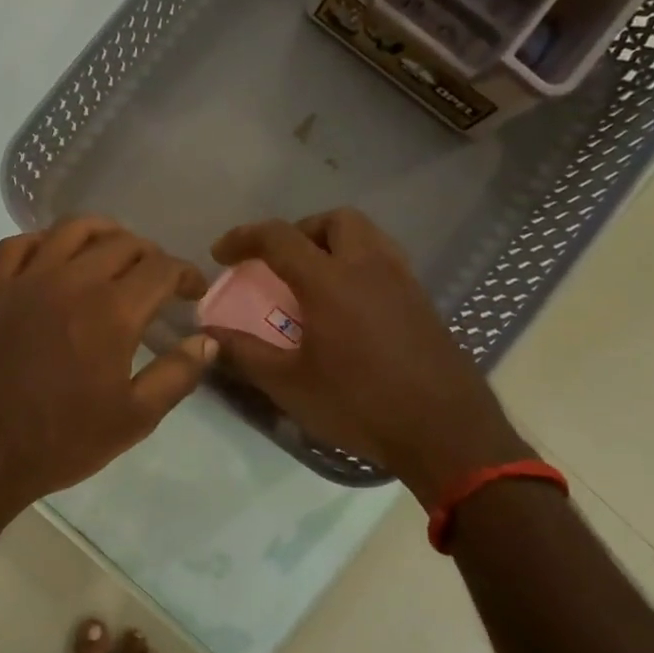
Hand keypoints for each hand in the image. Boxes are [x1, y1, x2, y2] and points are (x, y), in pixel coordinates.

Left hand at [0, 217, 214, 512]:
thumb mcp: (134, 419)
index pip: (161, 268)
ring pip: (71, 229)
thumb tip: (208, 340)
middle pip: (121, 242)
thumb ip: (177, 375)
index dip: (185, 274)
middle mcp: (72, 281)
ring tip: (114, 253)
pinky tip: (52, 258)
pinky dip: (42, 241)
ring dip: (102, 233)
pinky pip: (18, 245)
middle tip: (157, 280)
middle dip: (150, 255)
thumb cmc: (60, 441)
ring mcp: (27, 280)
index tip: (193, 291)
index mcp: (112, 311)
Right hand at [207, 209, 530, 507]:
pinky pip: (384, 260)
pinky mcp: (422, 301)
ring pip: (366, 235)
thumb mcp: (289, 383)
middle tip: (279, 262)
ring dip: (332, 243)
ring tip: (312, 279)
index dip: (243, 237)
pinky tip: (347, 306)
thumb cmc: (359, 404)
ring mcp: (402, 281)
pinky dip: (357, 264)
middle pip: (333, 220)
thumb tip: (208, 333)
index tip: (221, 254)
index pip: (279, 237)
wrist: (445, 432)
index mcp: (329, 281)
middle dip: (299, 231)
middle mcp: (368, 267)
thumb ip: (244, 352)